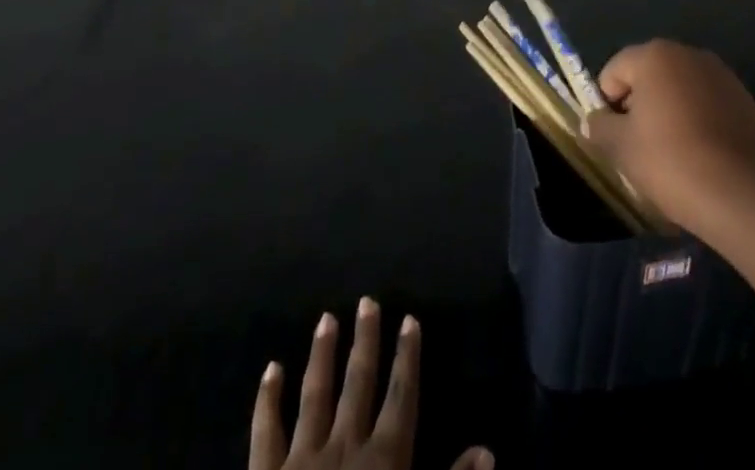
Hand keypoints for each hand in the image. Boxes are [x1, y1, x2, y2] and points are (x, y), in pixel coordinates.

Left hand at [249, 297, 492, 469]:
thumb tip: (487, 450)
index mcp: (384, 459)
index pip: (401, 396)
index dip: (407, 357)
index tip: (409, 318)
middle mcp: (345, 445)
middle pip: (358, 383)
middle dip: (365, 341)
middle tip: (367, 300)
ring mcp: (303, 458)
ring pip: (315, 394)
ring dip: (322, 355)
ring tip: (326, 318)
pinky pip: (266, 432)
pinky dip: (268, 399)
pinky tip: (271, 368)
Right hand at [582, 39, 754, 236]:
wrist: (747, 195)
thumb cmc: (673, 161)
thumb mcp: (622, 148)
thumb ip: (600, 128)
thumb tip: (594, 121)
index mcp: (655, 55)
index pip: (614, 70)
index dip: (606, 103)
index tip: (612, 138)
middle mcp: (689, 54)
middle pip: (649, 76)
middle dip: (639, 106)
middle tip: (638, 148)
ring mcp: (722, 76)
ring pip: (680, 91)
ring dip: (670, 114)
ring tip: (672, 157)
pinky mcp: (746, 101)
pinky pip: (708, 106)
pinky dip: (698, 124)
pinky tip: (701, 159)